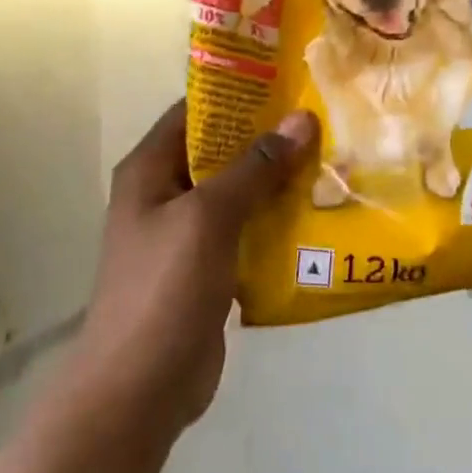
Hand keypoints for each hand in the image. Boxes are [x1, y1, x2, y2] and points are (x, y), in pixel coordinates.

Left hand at [70, 101, 315, 440]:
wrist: (140, 391)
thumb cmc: (164, 288)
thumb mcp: (210, 216)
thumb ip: (255, 167)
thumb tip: (301, 118)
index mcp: (151, 169)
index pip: (196, 111)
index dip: (238, 93)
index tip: (290, 81)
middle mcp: (166, 193)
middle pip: (222, 151)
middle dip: (270, 138)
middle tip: (324, 121)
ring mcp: (188, 233)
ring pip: (240, 192)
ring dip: (279, 181)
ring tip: (331, 160)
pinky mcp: (210, 268)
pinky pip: (248, 230)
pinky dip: (278, 221)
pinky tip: (319, 214)